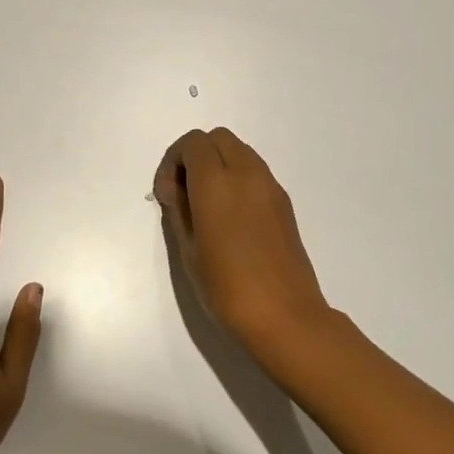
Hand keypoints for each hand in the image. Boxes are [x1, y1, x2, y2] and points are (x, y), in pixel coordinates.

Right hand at [154, 128, 329, 350]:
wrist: (285, 316)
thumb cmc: (227, 288)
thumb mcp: (189, 251)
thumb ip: (178, 209)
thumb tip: (174, 188)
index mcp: (217, 183)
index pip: (193, 143)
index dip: (173, 161)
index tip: (167, 194)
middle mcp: (247, 174)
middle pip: (217, 138)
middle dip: (195, 156)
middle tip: (184, 193)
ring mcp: (270, 186)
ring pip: (239, 151)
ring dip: (218, 164)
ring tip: (206, 205)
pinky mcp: (284, 202)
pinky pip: (255, 171)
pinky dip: (237, 177)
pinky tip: (229, 216)